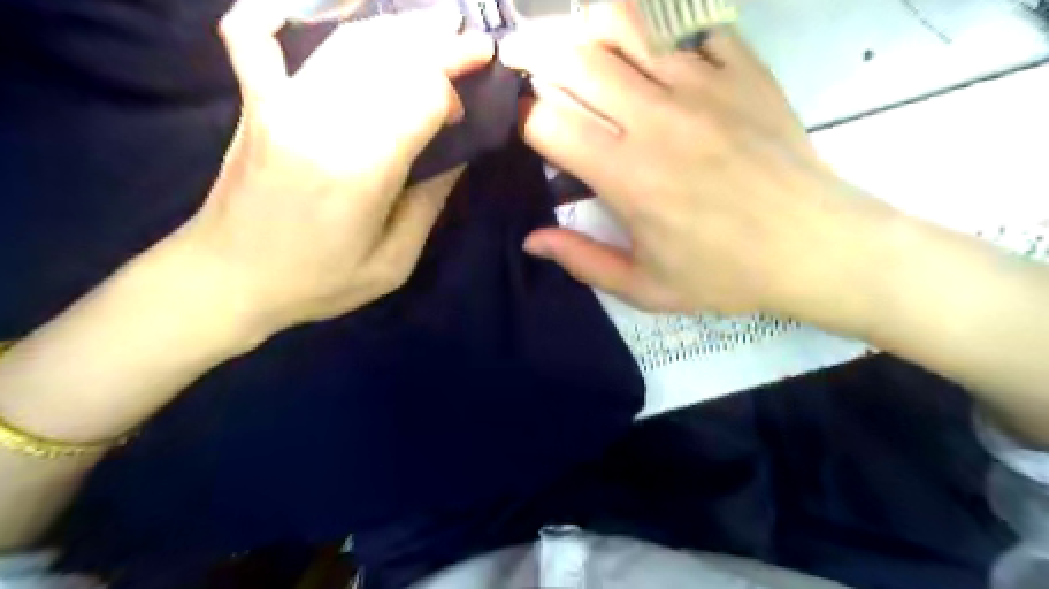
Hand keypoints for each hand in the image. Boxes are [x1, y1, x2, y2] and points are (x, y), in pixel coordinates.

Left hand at [163, 1, 490, 335]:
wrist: (227, 279)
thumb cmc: (318, 280)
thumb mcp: (393, 262)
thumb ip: (428, 203)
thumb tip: (456, 155)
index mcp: (361, 169)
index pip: (421, 96)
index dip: (453, 94)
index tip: (466, 113)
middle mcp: (321, 121)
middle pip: (390, 58)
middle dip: (440, 46)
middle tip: (474, 46)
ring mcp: (281, 103)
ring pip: (347, 43)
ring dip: (398, 30)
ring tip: (435, 27)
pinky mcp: (255, 101)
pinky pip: (256, 35)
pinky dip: (283, 11)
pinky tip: (315, 8)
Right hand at [498, 10, 892, 322]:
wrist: (815, 247)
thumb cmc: (725, 274)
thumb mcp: (646, 287)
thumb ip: (582, 261)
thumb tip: (531, 240)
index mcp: (626, 175)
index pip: (547, 121)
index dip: (522, 119)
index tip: (526, 129)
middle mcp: (655, 118)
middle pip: (575, 56)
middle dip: (538, 57)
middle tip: (533, 70)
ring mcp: (702, 84)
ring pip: (626, 25)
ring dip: (592, 31)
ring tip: (586, 52)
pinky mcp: (742, 70)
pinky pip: (691, 30)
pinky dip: (665, 41)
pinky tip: (665, 68)